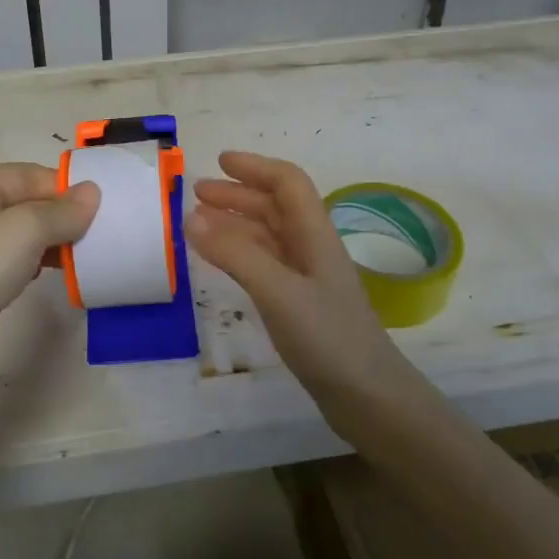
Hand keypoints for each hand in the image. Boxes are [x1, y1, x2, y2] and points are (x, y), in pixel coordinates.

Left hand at [0, 163, 98, 394]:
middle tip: (104, 231)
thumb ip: (62, 210)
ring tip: (89, 254)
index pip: (29, 175)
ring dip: (56, 242)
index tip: (104, 207)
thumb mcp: (24, 228)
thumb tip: (92, 193)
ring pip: (24, 237)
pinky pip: (18, 265)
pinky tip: (62, 275)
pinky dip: (41, 266)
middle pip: (27, 204)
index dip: (65, 188)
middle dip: (63, 216)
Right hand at [186, 152, 404, 399]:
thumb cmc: (327, 337)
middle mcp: (311, 248)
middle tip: (196, 193)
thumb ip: (235, 254)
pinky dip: (240, 253)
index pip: (288, 183)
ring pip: (268, 235)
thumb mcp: (278, 291)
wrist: (368, 396)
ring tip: (198, 223)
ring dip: (236, 223)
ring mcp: (306, 278)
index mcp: (315, 234)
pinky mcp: (300, 304)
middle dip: (238, 194)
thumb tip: (190, 219)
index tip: (218, 162)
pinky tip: (221, 260)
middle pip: (275, 206)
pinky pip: (265, 263)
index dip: (255, 167)